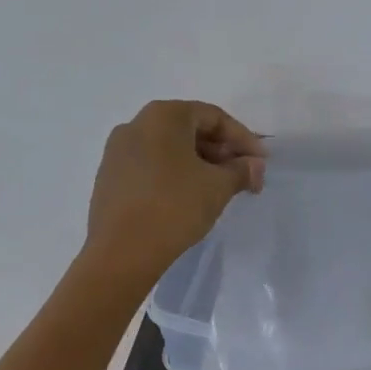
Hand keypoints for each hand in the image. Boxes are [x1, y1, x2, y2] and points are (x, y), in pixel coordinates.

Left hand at [85, 100, 264, 276]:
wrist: (120, 253)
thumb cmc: (174, 207)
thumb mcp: (218, 187)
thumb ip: (242, 170)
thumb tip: (254, 166)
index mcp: (163, 116)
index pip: (213, 117)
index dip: (243, 138)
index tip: (261, 162)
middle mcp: (136, 124)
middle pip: (190, 129)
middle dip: (222, 151)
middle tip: (243, 174)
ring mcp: (117, 151)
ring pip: (169, 148)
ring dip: (200, 163)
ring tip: (220, 187)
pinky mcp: (109, 177)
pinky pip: (151, 165)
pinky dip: (175, 174)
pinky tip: (189, 196)